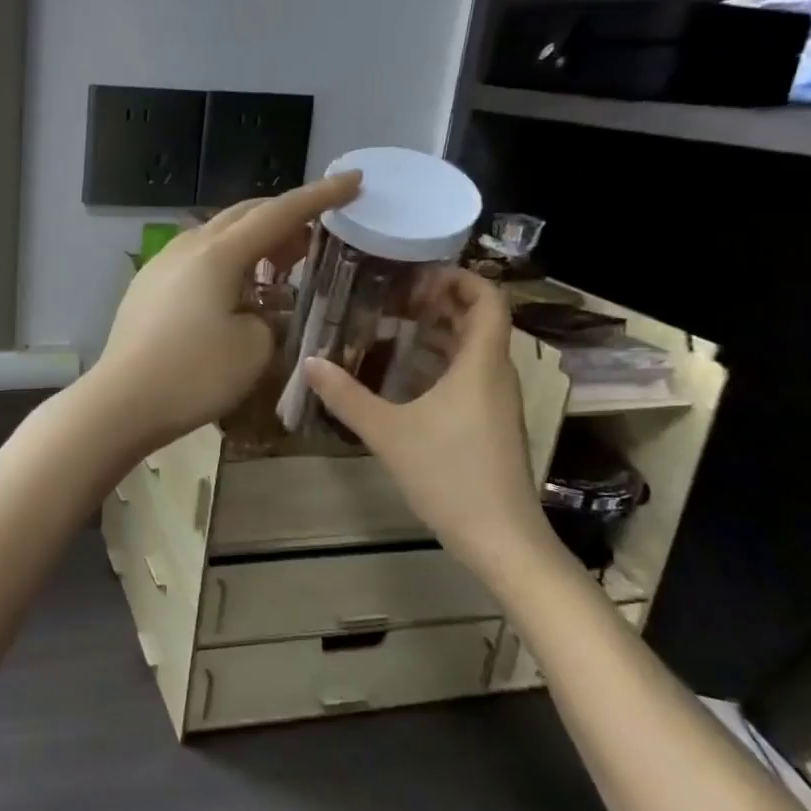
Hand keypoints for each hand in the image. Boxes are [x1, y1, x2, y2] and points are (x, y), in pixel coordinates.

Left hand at [89, 172, 361, 452]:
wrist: (121, 401)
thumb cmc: (194, 374)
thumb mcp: (254, 348)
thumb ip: (271, 318)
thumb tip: (262, 310)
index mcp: (218, 253)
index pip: (278, 213)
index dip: (319, 197)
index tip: (353, 180)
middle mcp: (187, 247)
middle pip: (243, 215)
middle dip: (283, 218)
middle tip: (315, 236)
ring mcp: (161, 264)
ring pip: (216, 235)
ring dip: (252, 241)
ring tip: (277, 265)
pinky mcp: (146, 286)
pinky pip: (195, 259)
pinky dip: (225, 262)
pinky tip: (234, 291)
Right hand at [304, 268, 549, 572]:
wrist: (501, 539)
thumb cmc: (450, 475)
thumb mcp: (388, 433)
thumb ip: (346, 396)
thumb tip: (309, 361)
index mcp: (480, 365)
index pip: (488, 300)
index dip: (460, 277)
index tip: (418, 271)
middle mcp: (495, 375)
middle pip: (479, 321)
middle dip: (440, 301)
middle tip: (393, 294)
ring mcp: (496, 402)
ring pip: (473, 350)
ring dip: (438, 333)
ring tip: (391, 326)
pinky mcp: (490, 424)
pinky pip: (468, 376)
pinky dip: (439, 363)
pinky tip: (401, 376)